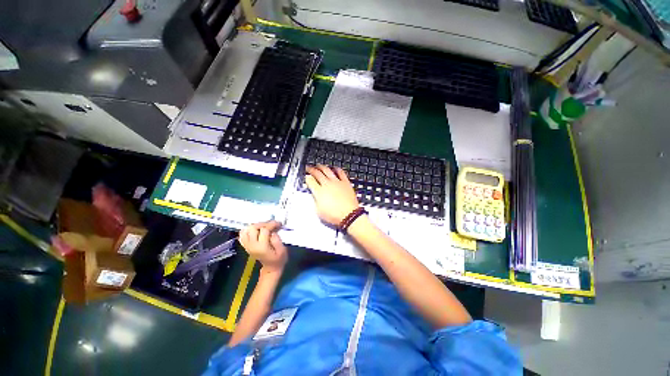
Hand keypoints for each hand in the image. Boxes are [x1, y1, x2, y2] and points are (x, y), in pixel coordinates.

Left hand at [239, 221, 287, 273]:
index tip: (279, 224)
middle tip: (271, 225)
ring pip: (246, 230)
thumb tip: (273, 232)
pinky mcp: (246, 246)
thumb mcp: (282, 251)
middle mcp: (252, 246)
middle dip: (263, 224)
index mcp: (262, 247)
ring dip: (255, 226)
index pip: (264, 230)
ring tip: (264, 227)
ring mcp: (247, 246)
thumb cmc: (278, 260)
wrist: (271, 268)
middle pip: (253, 228)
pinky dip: (248, 230)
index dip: (272, 225)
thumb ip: (277, 240)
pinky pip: (242, 235)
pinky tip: (256, 230)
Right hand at [305, 165, 359, 225]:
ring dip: (321, 167)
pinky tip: (335, 168)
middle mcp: (327, 184)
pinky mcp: (345, 182)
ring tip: (319, 166)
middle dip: (311, 169)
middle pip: (317, 173)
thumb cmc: (335, 216)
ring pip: (327, 170)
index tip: (306, 177)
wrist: (349, 215)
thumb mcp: (319, 211)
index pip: (310, 181)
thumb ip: (315, 201)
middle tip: (309, 168)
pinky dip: (336, 169)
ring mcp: (336, 182)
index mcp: (319, 192)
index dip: (306, 178)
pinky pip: (340, 172)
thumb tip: (315, 196)